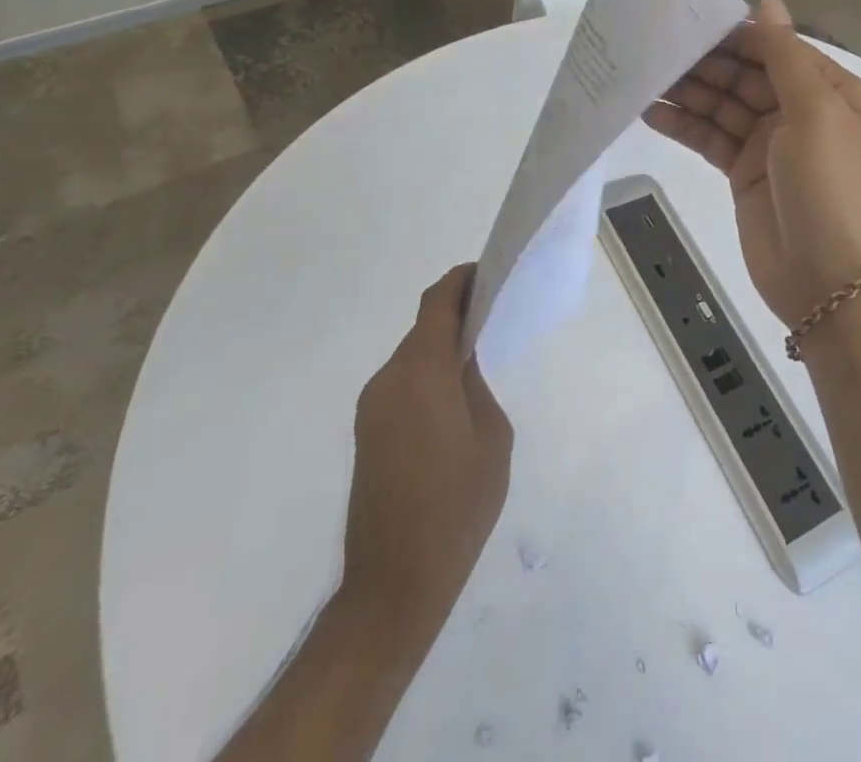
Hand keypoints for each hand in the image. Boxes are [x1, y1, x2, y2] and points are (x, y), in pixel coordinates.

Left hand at [340, 265, 512, 666]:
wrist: (394, 585)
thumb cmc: (456, 507)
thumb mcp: (491, 437)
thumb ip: (477, 384)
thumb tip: (464, 361)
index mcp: (421, 372)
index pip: (437, 302)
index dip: (461, 280)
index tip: (488, 276)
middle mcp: (388, 379)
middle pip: (424, 327)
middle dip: (457, 315)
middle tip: (493, 320)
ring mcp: (372, 408)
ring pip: (413, 357)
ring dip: (441, 348)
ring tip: (478, 363)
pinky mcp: (367, 432)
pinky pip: (402, 385)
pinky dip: (428, 376)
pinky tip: (452, 403)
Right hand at [643, 0, 860, 327]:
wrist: (829, 284)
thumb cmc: (831, 187)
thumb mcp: (817, 113)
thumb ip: (786, 57)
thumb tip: (768, 2)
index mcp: (830, 91)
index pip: (777, 49)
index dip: (736, 35)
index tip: (689, 20)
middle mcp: (800, 111)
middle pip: (746, 75)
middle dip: (705, 62)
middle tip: (654, 46)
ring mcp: (770, 144)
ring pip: (723, 105)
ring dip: (688, 91)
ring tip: (642, 74)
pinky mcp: (743, 173)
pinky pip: (710, 138)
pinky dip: (684, 125)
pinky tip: (649, 112)